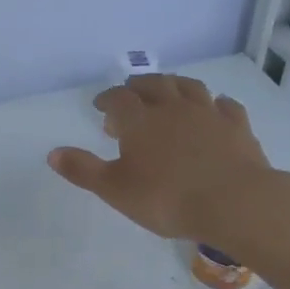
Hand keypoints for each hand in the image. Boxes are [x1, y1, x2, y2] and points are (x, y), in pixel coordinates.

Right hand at [48, 74, 273, 243]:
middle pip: (154, 85)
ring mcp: (209, 114)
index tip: (100, 106)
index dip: (107, 99)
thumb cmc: (166, 198)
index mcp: (140, 121)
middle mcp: (174, 108)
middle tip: (131, 93)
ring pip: (190, 88)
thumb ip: (83, 170)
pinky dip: (216, 103)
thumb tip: (53, 153)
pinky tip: (215, 107)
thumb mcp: (115, 190)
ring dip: (175, 86)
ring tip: (168, 92)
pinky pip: (226, 105)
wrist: (233, 203)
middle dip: (139, 87)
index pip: (118, 99)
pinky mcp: (237, 127)